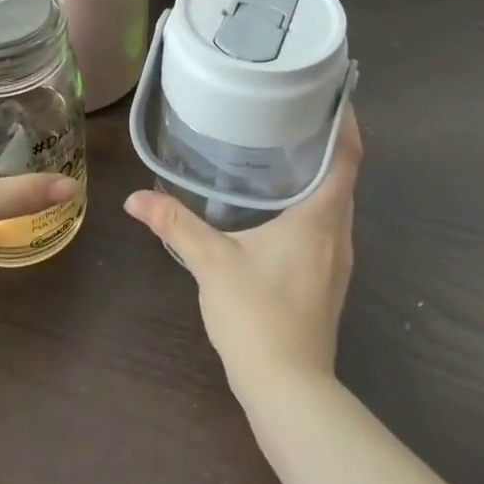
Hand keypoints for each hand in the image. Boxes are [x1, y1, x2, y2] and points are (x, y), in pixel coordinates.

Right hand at [124, 106, 361, 394]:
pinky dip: (314, 204)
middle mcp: (339, 233)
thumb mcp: (212, 262)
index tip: (332, 93)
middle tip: (297, 112)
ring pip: (337, 203)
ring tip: (288, 150)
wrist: (289, 390)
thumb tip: (136, 198)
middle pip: (345, 176)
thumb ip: (176, 223)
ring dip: (321, 175)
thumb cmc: (257, 315)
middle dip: (328, 143)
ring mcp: (338, 261)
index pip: (347, 156)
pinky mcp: (329, 281)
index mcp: (320, 217)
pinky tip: (283, 208)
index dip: (346, 121)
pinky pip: (328, 226)